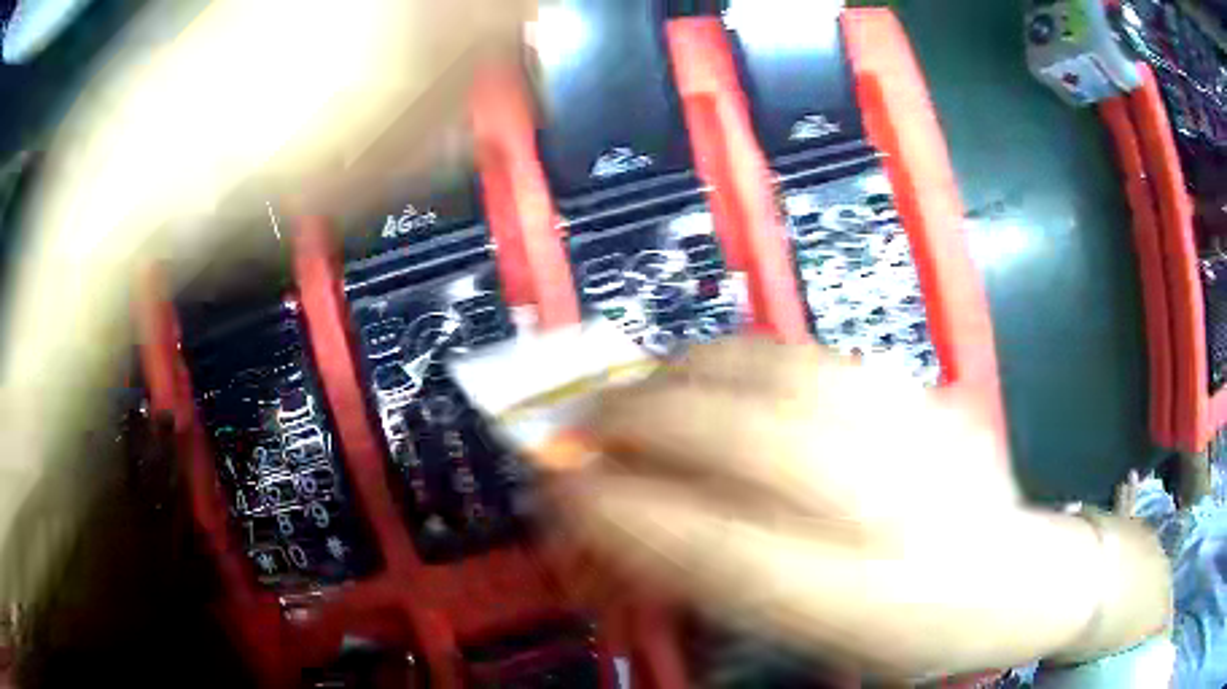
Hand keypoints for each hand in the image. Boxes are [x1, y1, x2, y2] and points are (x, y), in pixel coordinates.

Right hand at [554, 338, 1169, 677]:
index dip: (625, 509)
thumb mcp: (819, 637)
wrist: (1014, 577)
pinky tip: (702, 368)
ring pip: (780, 376)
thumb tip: (624, 518)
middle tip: (581, 423)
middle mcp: (901, 509)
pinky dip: (736, 355)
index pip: (722, 546)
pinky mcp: (927, 391)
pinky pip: (812, 355)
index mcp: (869, 598)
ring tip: (631, 389)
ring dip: (683, 377)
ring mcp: (921, 434)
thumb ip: (722, 580)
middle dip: (644, 424)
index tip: (561, 484)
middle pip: (752, 441)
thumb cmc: (912, 634)